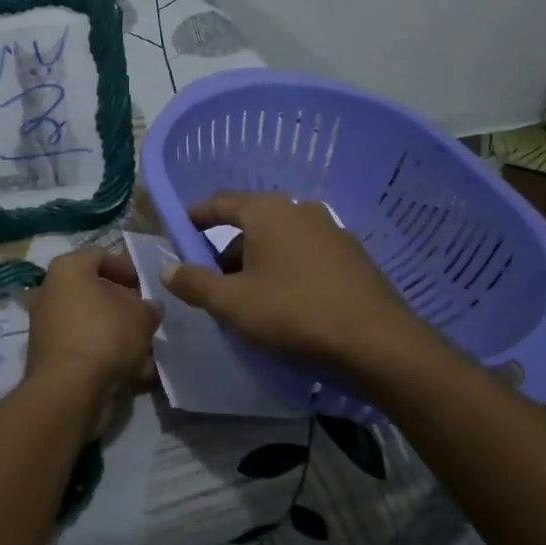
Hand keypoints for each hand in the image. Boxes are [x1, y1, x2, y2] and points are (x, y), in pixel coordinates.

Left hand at [25, 247, 161, 440]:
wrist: (69, 390)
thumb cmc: (105, 336)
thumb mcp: (142, 316)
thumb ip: (149, 307)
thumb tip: (150, 308)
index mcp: (67, 269)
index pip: (100, 257)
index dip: (128, 268)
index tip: (147, 285)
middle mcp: (50, 292)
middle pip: (94, 292)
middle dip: (124, 306)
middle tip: (147, 317)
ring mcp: (46, 326)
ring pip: (91, 324)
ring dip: (118, 334)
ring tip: (147, 350)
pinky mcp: (48, 357)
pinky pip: (84, 348)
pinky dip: (106, 356)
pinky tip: (133, 373)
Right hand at [162, 190, 444, 368]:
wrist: (377, 342)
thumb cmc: (294, 313)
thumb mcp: (233, 303)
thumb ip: (195, 283)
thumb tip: (168, 269)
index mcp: (267, 211)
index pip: (220, 202)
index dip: (195, 217)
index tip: (179, 233)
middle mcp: (299, 209)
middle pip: (250, 222)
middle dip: (226, 248)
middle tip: (212, 280)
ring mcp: (331, 229)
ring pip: (279, 239)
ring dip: (257, 261)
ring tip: (249, 297)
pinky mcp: (352, 254)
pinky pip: (305, 253)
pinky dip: (286, 268)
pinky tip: (286, 301)